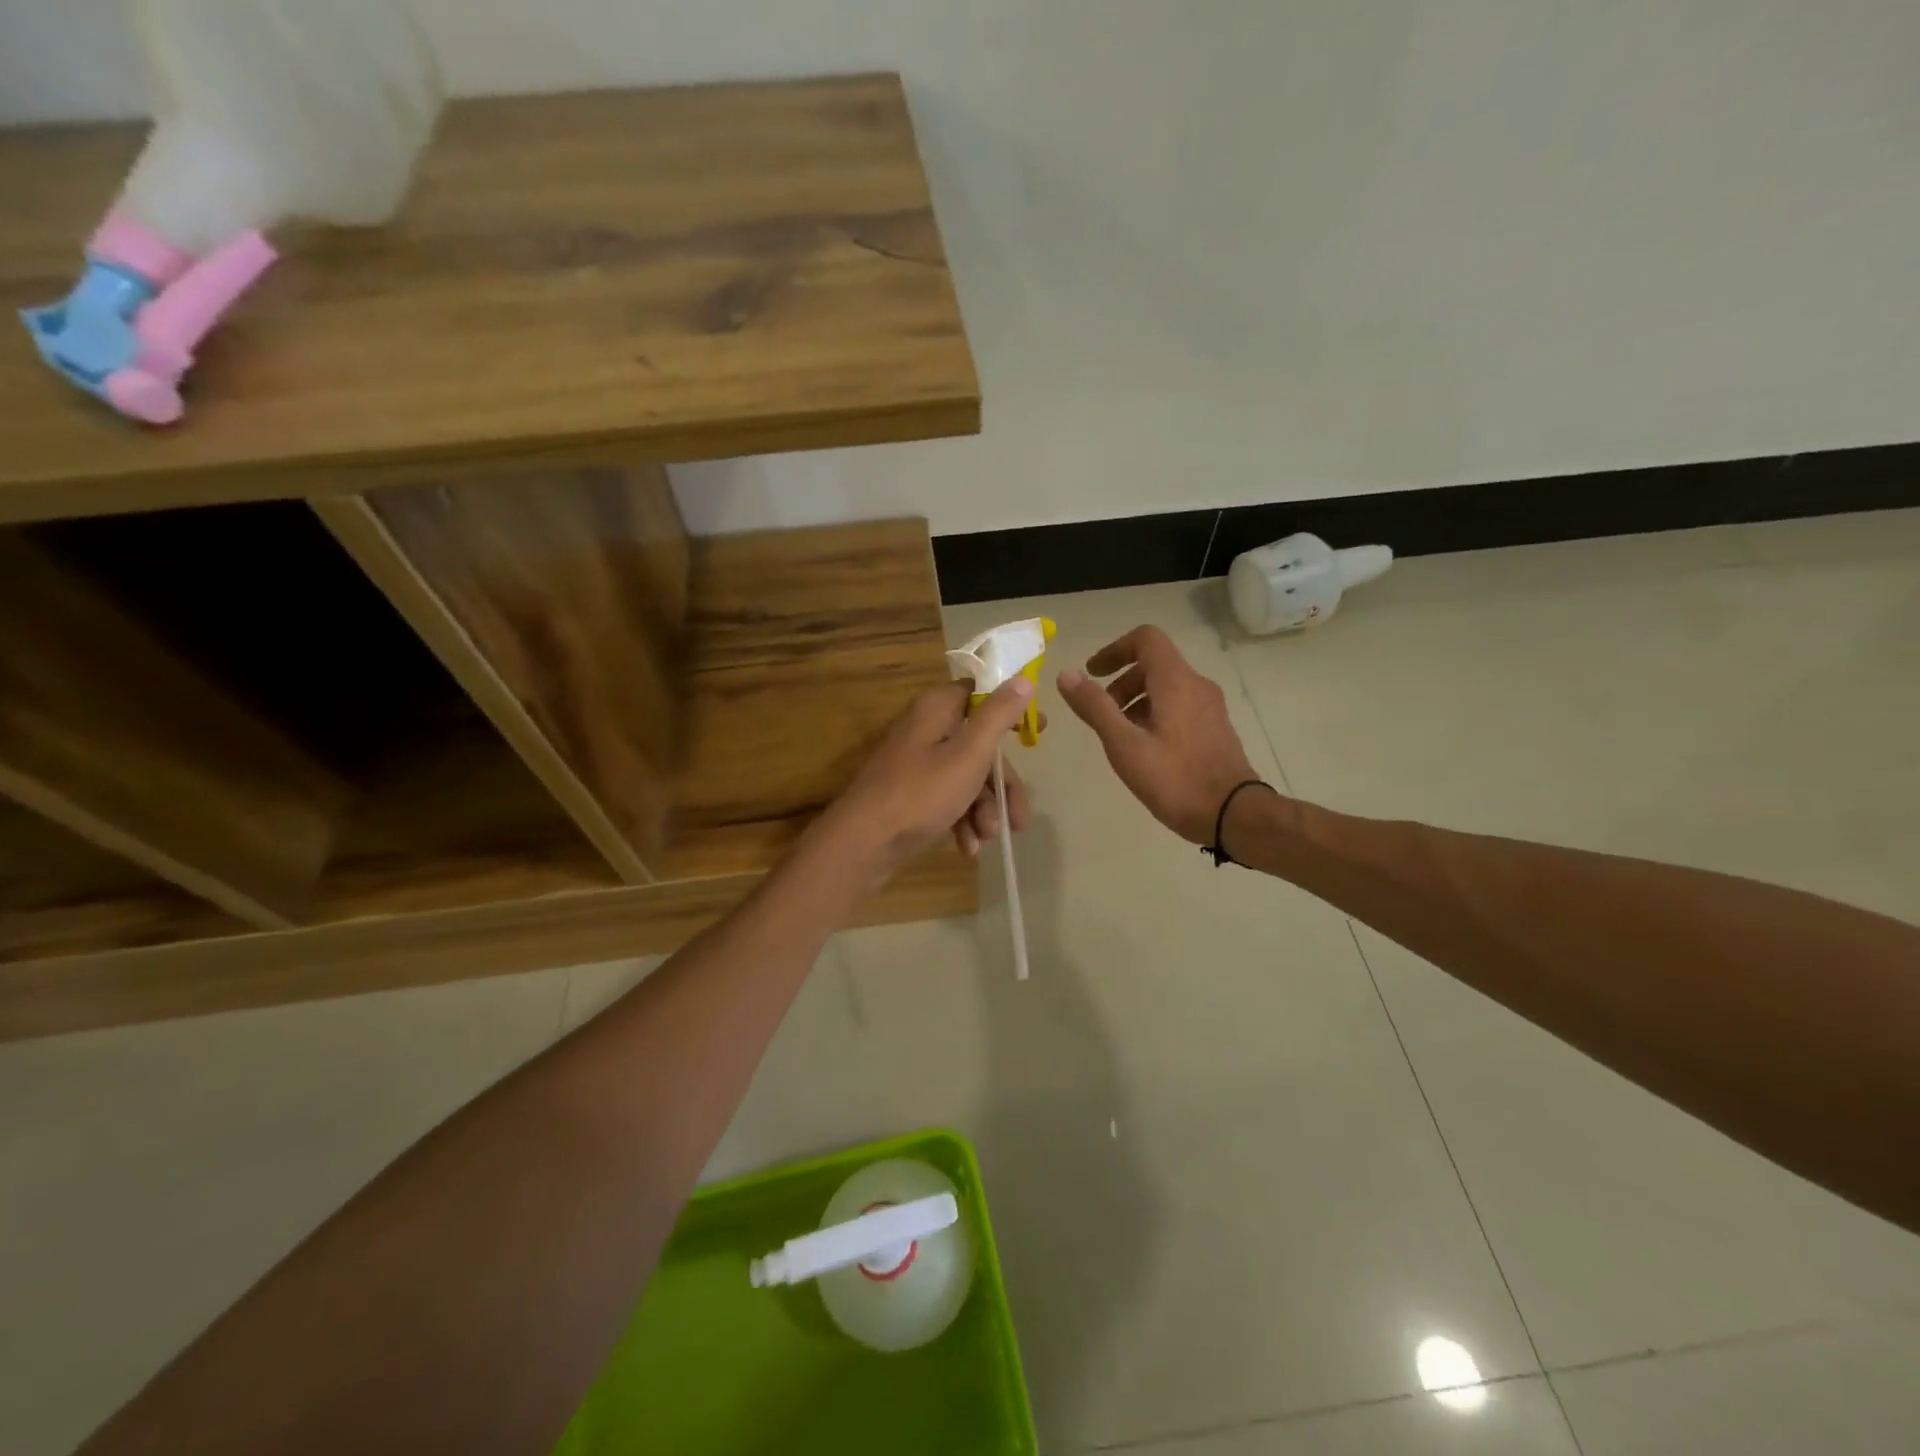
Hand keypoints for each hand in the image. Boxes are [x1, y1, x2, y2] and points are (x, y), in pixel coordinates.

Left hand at [817, 678, 1035, 880]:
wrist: (863, 843)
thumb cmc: (921, 793)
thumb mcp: (969, 754)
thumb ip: (998, 715)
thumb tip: (1023, 677)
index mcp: (937, 710)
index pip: (980, 694)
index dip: (1011, 709)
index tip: (1039, 729)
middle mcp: (926, 730)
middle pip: (979, 746)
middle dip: (1001, 784)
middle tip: (1019, 817)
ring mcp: (916, 763)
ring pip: (966, 777)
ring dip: (983, 808)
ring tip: (987, 837)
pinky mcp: (911, 793)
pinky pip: (946, 798)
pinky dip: (961, 819)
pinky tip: (967, 847)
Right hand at [1058, 625, 1260, 844]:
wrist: (1234, 815)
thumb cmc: (1174, 778)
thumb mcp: (1124, 744)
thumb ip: (1095, 707)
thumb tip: (1066, 675)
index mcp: (1176, 681)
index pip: (1145, 639)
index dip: (1114, 650)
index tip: (1093, 674)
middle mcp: (1197, 685)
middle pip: (1154, 664)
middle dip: (1121, 683)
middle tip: (1102, 715)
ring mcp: (1211, 707)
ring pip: (1167, 688)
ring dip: (1136, 702)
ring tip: (1120, 737)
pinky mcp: (1216, 728)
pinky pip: (1180, 706)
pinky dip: (1155, 714)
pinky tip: (1145, 750)